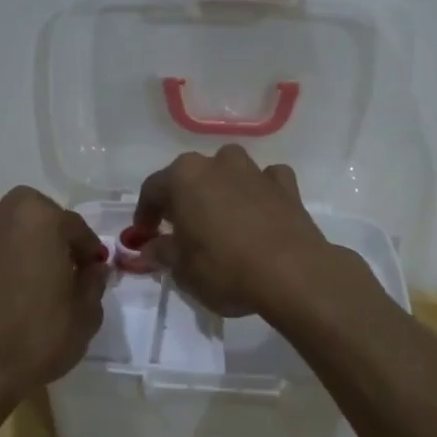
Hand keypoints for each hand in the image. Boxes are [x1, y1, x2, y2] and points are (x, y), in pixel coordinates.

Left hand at [0, 187, 106, 392]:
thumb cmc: (36, 338)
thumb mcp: (85, 316)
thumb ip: (93, 283)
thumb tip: (94, 268)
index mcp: (39, 218)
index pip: (74, 226)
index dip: (87, 250)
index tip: (92, 270)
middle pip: (31, 215)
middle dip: (47, 235)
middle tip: (57, 268)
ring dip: (9, 238)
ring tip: (19, 271)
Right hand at [130, 145, 358, 317]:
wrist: (292, 273)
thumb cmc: (225, 269)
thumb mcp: (183, 269)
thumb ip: (162, 253)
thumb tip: (149, 249)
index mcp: (184, 177)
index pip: (153, 190)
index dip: (145, 214)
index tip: (144, 236)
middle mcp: (218, 163)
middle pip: (191, 177)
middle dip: (183, 200)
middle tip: (180, 229)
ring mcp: (255, 171)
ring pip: (229, 173)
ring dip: (221, 190)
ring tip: (221, 221)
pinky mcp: (286, 185)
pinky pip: (265, 182)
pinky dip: (259, 193)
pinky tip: (259, 213)